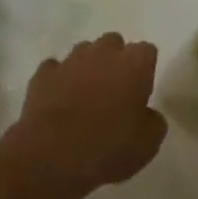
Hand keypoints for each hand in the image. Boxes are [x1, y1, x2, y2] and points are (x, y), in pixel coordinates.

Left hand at [0, 34, 167, 198]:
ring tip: (85, 96)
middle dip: (115, 60)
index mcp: (134, 64)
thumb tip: (147, 114)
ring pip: (84, 52)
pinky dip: (59, 80)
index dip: (145, 69)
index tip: (141, 90)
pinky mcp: (43, 73)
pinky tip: (59, 100)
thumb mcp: (147, 145)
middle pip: (114, 43)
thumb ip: (153, 122)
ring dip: (87, 67)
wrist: (51, 155)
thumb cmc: (107, 147)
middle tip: (114, 91)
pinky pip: (55, 69)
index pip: (147, 51)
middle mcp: (103, 52)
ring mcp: (70, 59)